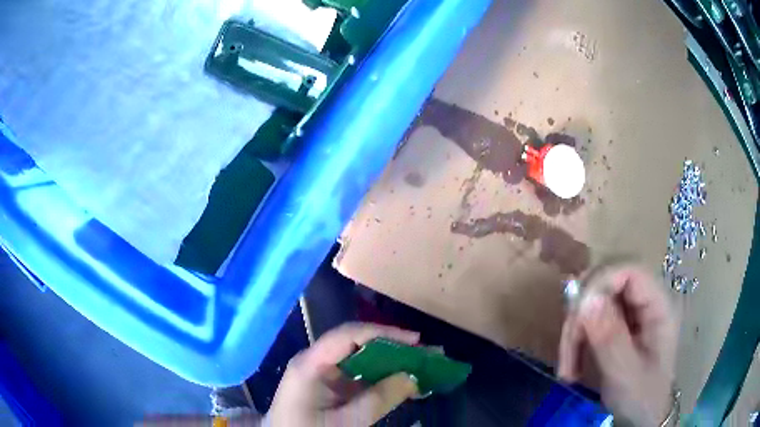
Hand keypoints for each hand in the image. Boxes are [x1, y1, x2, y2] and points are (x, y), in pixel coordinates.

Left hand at [266, 323, 420, 426]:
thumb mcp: (345, 422)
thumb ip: (378, 400)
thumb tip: (412, 377)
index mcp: (311, 364)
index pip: (349, 335)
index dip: (383, 333)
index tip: (415, 341)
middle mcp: (316, 361)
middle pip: (358, 343)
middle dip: (393, 347)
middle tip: (426, 352)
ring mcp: (323, 372)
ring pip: (361, 358)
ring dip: (391, 361)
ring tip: (422, 363)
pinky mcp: (330, 385)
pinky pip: (359, 374)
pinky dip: (382, 376)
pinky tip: (403, 380)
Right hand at [558, 265, 678, 425]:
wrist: (643, 416)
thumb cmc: (642, 398)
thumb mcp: (626, 374)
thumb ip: (610, 338)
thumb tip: (585, 298)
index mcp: (659, 305)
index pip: (629, 269)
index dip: (600, 282)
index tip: (576, 316)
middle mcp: (646, 300)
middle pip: (608, 282)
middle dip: (582, 313)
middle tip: (567, 350)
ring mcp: (633, 312)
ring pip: (595, 300)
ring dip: (575, 331)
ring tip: (568, 368)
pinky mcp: (620, 324)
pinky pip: (592, 317)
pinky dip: (577, 338)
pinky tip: (574, 363)